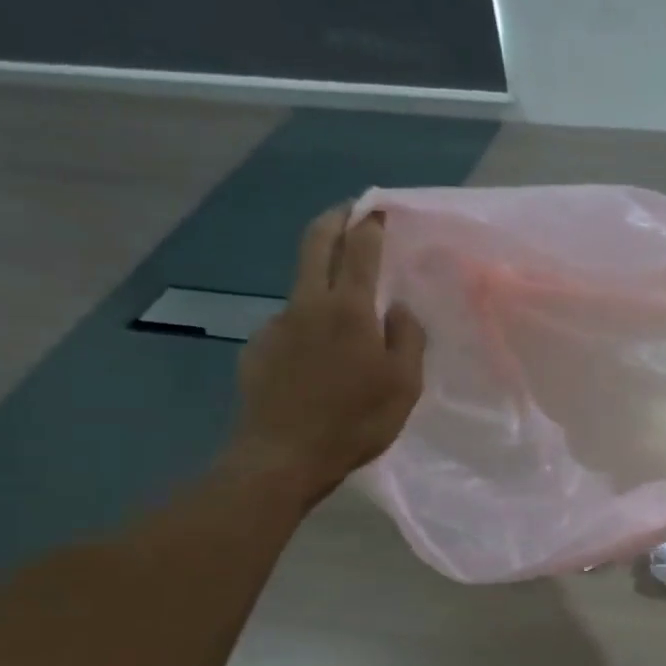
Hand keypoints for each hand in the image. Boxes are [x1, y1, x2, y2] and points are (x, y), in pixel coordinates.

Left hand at [224, 206, 424, 508]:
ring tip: (342, 299)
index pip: (360, 250)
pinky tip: (317, 354)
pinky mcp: (258, 348)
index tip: (377, 209)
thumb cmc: (355, 421)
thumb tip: (398, 309)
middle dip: (334, 219)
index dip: (370, 225)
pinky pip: (290, 324)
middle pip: (315, 244)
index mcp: (349, 310)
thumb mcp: (403, 385)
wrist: (283, 456)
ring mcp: (277, 324)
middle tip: (350, 210)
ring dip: (320, 274)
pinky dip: (307, 323)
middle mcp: (308, 305)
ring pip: (301, 285)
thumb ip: (408, 339)